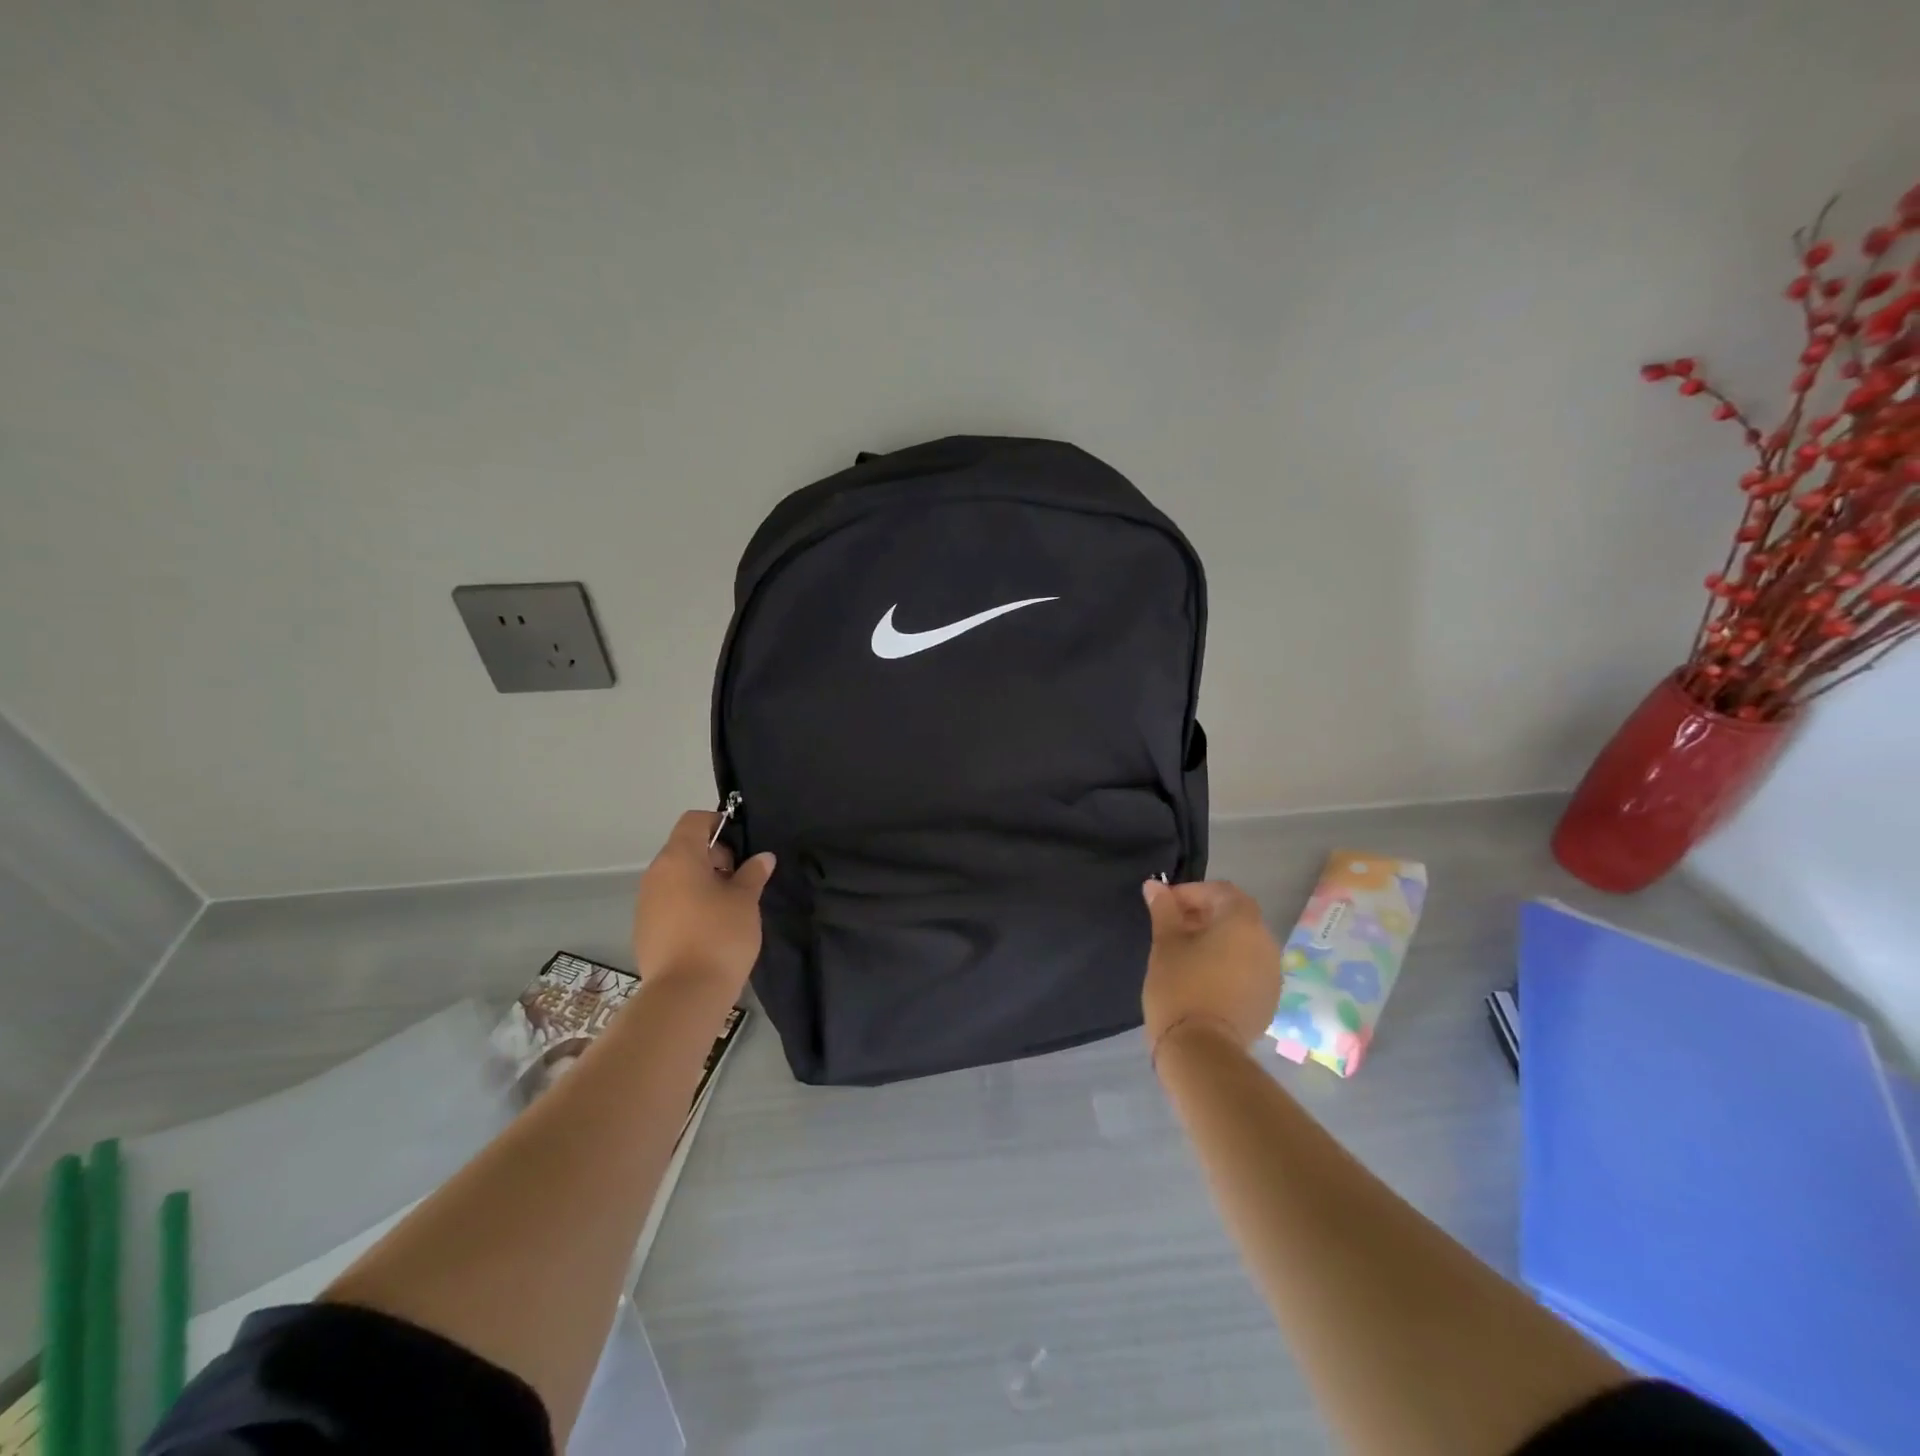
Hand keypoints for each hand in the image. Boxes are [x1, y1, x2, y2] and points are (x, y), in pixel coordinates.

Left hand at [633, 810, 775, 994]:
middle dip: (713, 856)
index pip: (694, 820)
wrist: (684, 994)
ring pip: (676, 877)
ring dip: (701, 881)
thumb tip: (762, 857)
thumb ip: (753, 873)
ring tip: (727, 906)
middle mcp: (656, 873)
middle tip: (740, 879)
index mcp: (679, 857)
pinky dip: (688, 903)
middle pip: (684, 848)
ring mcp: (646, 902)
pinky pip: (668, 902)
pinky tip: (708, 928)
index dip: (718, 824)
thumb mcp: (746, 900)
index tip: (741, 845)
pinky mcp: (644, 928)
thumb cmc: (720, 935)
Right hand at [1141, 879, 1283, 1057]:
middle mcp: (1266, 942)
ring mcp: (1272, 974)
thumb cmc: (1180, 987)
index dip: (1191, 893)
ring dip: (1218, 940)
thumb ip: (1164, 910)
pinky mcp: (1269, 1000)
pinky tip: (1204, 978)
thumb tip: (1154, 886)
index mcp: (1243, 922)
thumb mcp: (1165, 943)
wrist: (1201, 1050)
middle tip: (1173, 928)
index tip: (1165, 906)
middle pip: (1236, 916)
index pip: (1220, 892)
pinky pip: (1249, 969)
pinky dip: (1229, 964)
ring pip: (1244, 944)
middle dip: (1204, 915)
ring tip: (1186, 954)